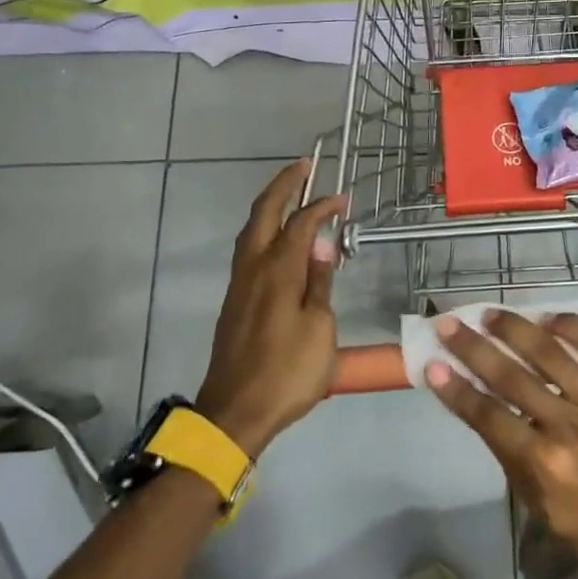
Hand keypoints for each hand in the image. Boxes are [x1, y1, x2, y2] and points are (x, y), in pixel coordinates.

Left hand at [197, 160, 345, 458]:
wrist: (236, 412)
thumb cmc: (288, 371)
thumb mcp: (319, 328)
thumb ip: (320, 283)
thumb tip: (322, 244)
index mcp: (278, 271)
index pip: (300, 224)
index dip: (321, 206)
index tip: (342, 199)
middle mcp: (254, 268)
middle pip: (264, 214)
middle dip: (283, 185)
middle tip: (304, 166)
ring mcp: (240, 284)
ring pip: (251, 231)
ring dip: (270, 206)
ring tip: (291, 194)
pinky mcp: (235, 301)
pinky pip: (249, 249)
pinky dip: (264, 230)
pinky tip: (277, 238)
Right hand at [428, 311, 577, 578]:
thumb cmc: (572, 517)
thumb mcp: (525, 489)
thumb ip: (500, 438)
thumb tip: (470, 389)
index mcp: (543, 461)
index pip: (488, 414)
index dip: (456, 388)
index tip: (432, 363)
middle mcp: (572, 427)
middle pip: (513, 376)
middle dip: (474, 347)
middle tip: (450, 324)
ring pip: (552, 353)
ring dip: (516, 329)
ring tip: (491, 314)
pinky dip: (573, 327)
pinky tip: (549, 317)